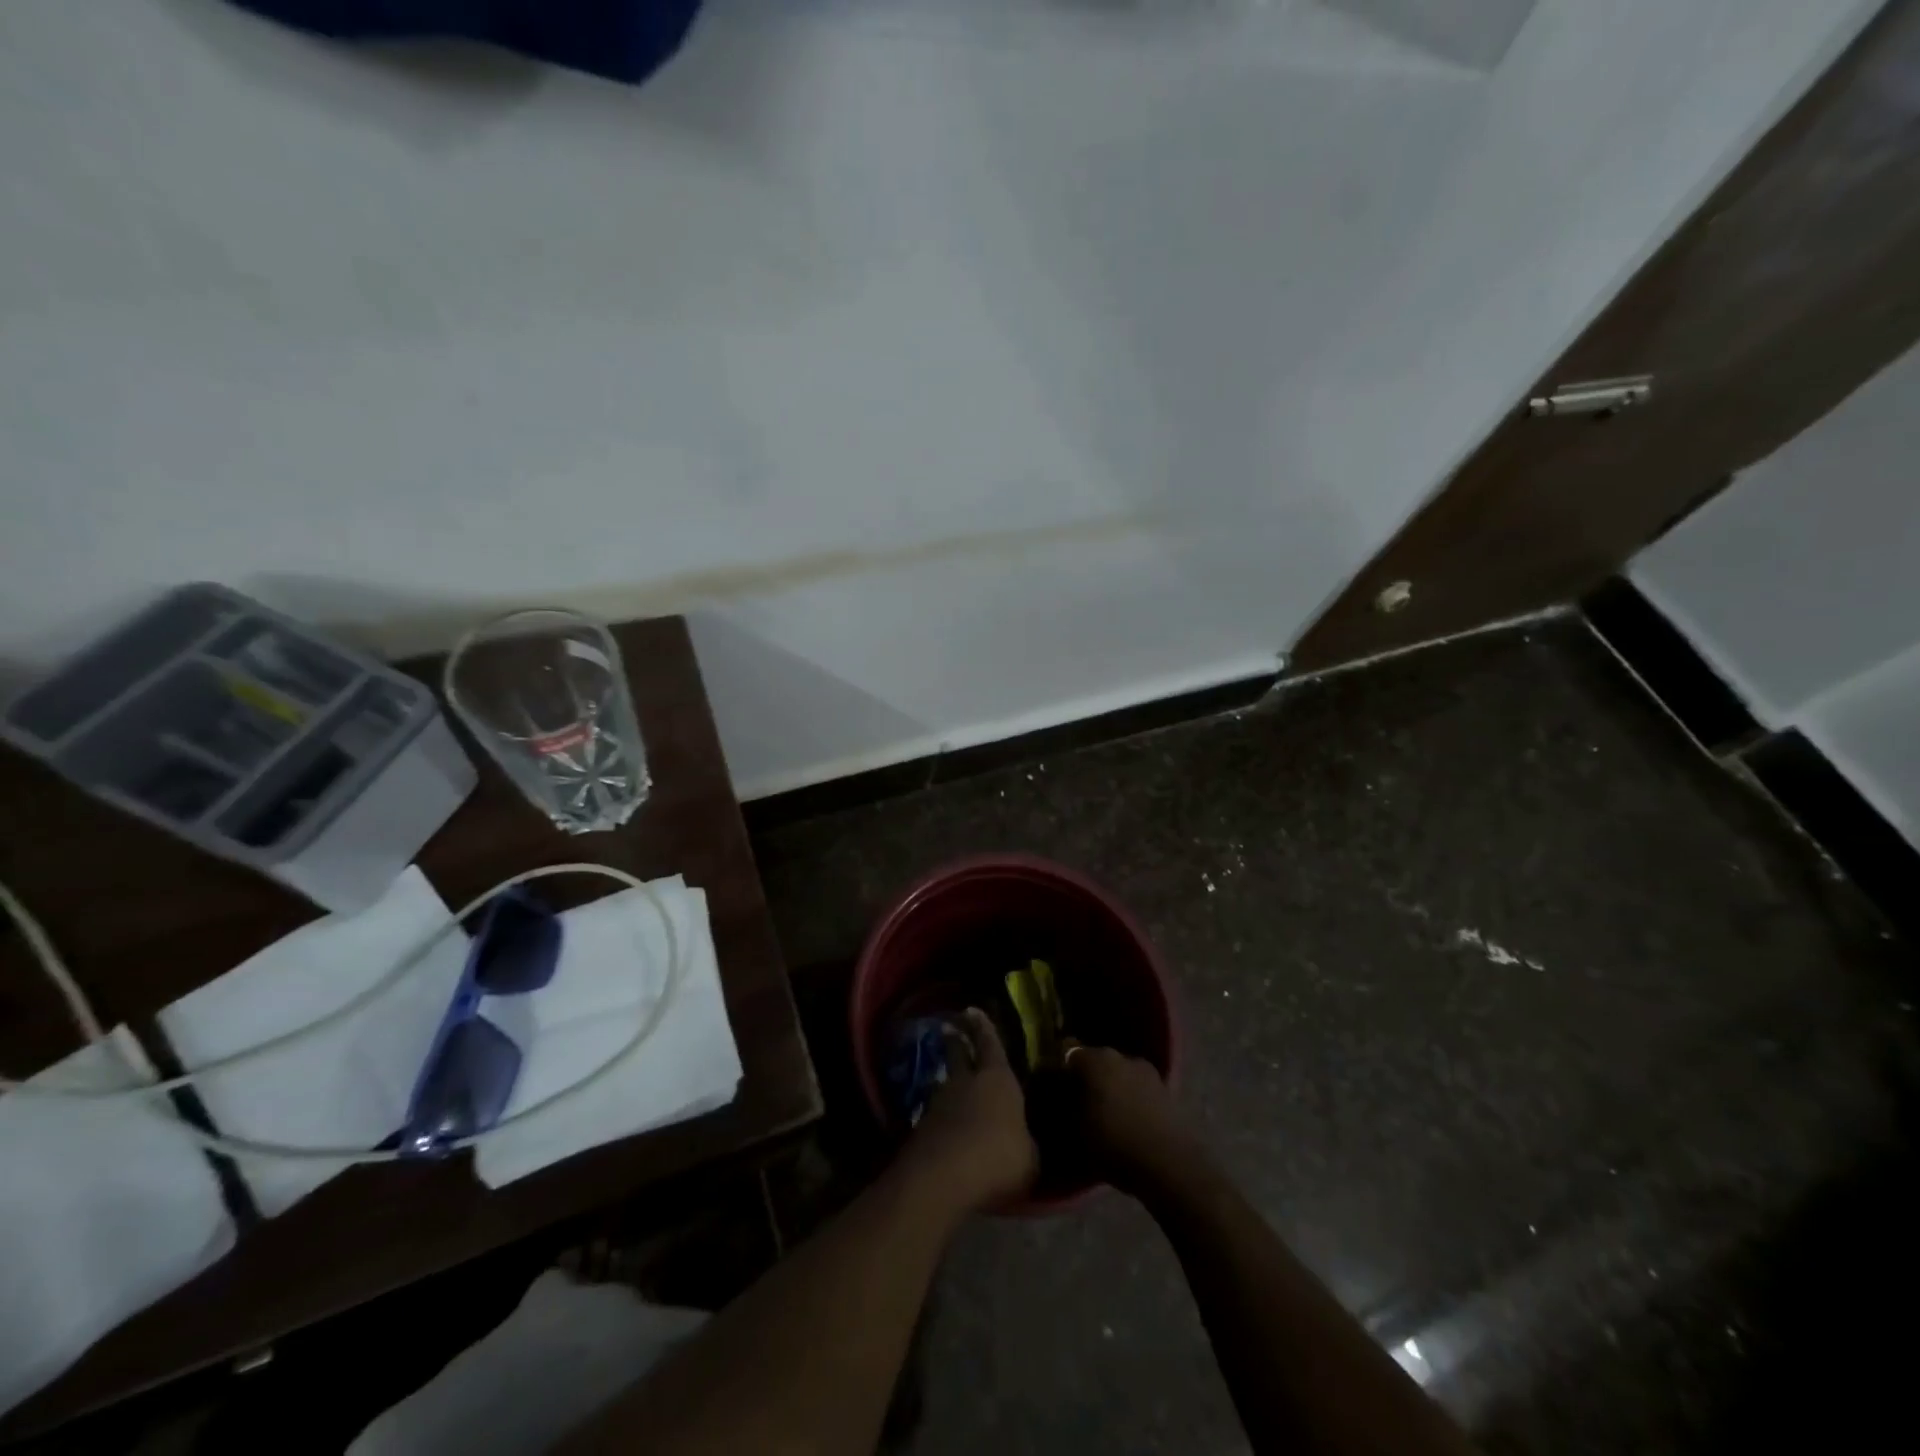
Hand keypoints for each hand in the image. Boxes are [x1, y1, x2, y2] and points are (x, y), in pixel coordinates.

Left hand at [900, 1009, 1038, 1216]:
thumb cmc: (998, 1157)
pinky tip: (947, 1126)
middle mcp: (966, 1081)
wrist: (943, 1177)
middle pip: (959, 1053)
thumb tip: (1021, 1141)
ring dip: (949, 1082)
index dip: (984, 1028)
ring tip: (952, 1083)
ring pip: (945, 1083)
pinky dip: (942, 1116)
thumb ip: (1025, 1142)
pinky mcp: (921, 1128)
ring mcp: (939, 1102)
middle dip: (957, 1041)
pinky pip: (936, 1114)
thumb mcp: (1028, 1157)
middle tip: (951, 1029)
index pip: (991, 1043)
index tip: (973, 1009)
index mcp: (997, 1078)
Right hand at [1059, 1042, 1196, 1195]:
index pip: (1067, 1051)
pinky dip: (1133, 1099)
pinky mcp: (1168, 1090)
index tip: (1055, 1086)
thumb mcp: (1076, 1131)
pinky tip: (1131, 1122)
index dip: (1059, 1068)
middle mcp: (1121, 1056)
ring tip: (1108, 1115)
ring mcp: (1148, 1071)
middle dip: (1088, 1077)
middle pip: (1097, 1060)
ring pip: (1121, 1073)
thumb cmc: (1115, 1145)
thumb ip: (1064, 1107)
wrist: (1172, 1165)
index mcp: (1095, 1059)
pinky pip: (1140, 1088)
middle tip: (1080, 1102)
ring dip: (1113, 1088)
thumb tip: (1060, 1098)